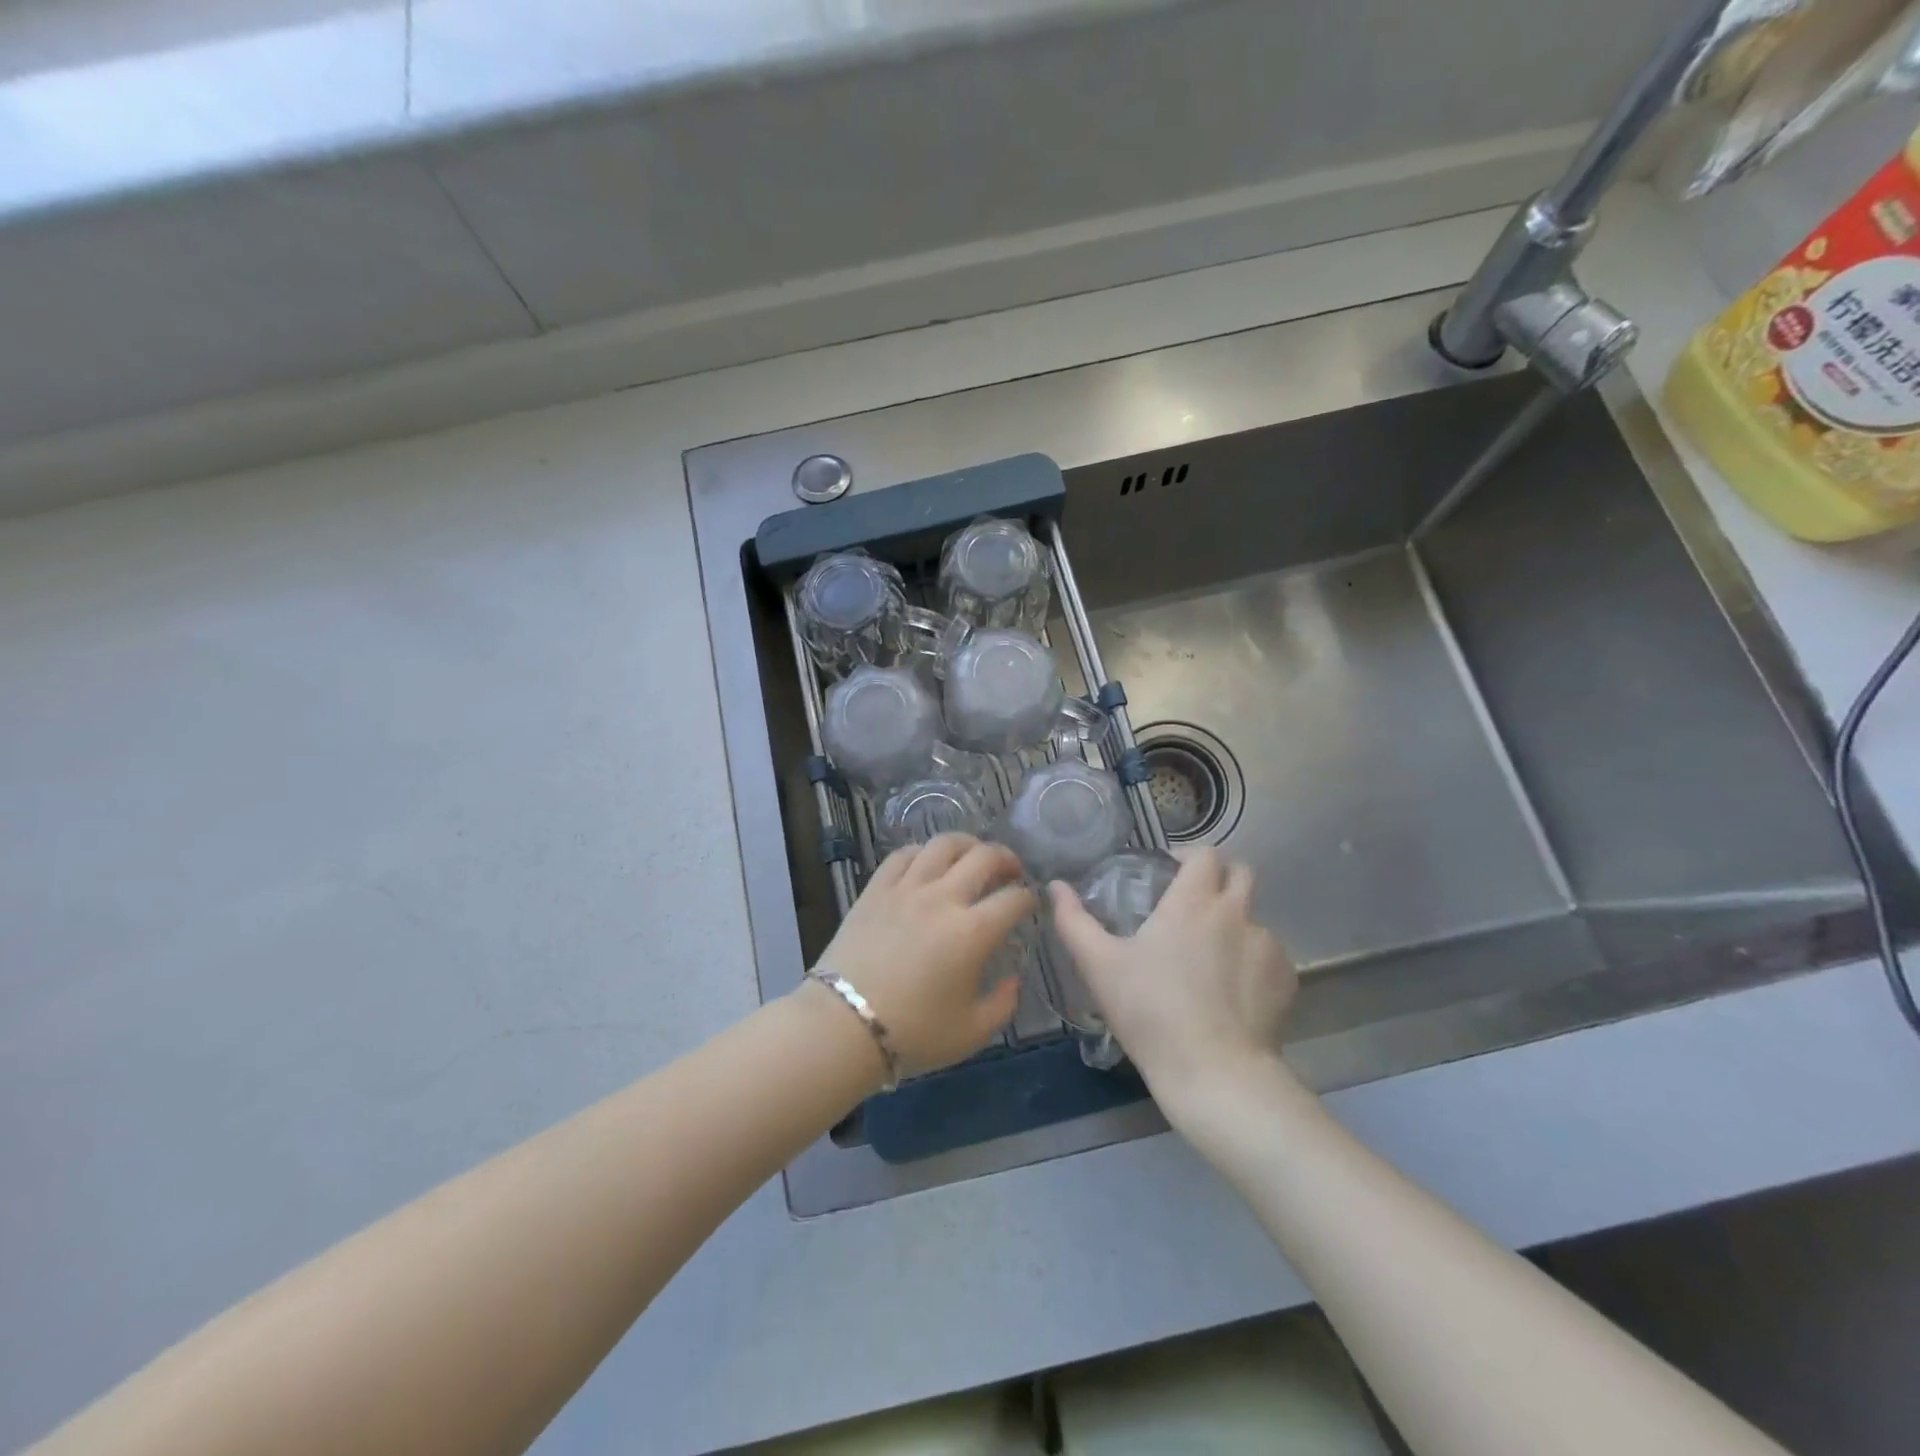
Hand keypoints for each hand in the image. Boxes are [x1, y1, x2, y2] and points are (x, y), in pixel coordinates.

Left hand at [817, 834, 1035, 1076]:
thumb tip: (1013, 978)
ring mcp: (906, 888)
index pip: (1014, 898)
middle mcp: (943, 898)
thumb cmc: (913, 1033)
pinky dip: (922, 852)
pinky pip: (903, 855)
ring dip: (967, 844)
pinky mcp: (876, 889)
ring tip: (972, 856)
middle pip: (984, 857)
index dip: (1029, 898)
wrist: (843, 1026)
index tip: (1029, 905)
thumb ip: (1003, 1004)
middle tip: (1011, 872)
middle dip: (1007, 859)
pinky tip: (928, 863)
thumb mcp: (972, 1033)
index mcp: (974, 932)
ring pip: (943, 844)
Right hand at [1048, 846, 1296, 1111]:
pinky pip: (1269, 954)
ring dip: (1233, 922)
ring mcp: (1267, 945)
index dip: (1188, 856)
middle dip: (1219, 878)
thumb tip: (1055, 886)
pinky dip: (1251, 959)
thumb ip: (1073, 920)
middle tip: (1192, 902)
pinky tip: (1231, 989)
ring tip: (1209, 956)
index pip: (1205, 853)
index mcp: (1194, 900)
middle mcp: (1236, 912)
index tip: (1168, 872)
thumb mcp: (1099, 965)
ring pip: (1254, 916)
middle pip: (1241, 872)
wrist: (1215, 1073)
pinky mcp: (1285, 978)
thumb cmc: (1151, 1011)